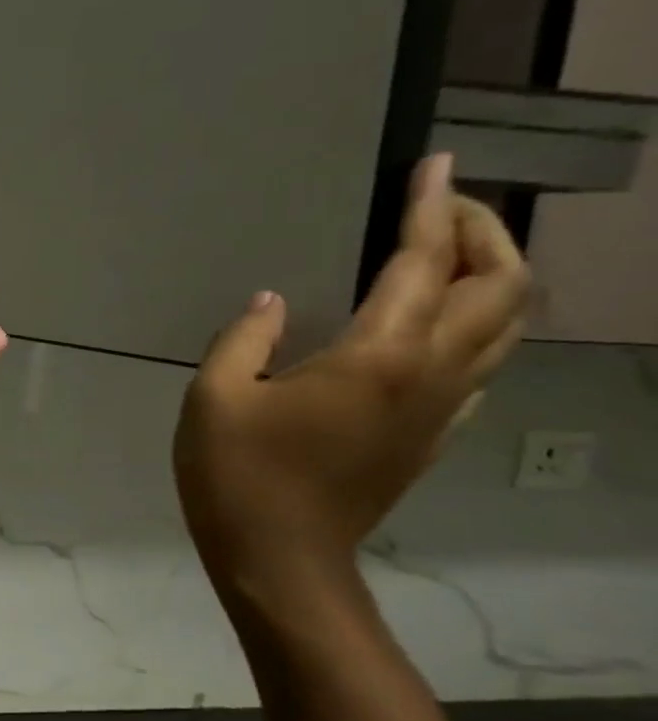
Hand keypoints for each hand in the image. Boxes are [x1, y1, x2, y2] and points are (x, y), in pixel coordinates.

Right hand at [174, 154, 529, 584]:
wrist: (280, 555)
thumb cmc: (237, 473)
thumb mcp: (214, 397)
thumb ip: (243, 338)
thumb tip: (274, 301)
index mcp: (376, 356)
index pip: (423, 264)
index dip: (429, 209)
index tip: (434, 165)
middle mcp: (430, 373)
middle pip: (500, 287)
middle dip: (482, 233)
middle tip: (443, 205)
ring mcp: (442, 408)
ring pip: (505, 327)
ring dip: (493, 277)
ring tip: (451, 253)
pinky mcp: (434, 436)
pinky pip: (482, 365)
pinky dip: (477, 326)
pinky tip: (437, 326)